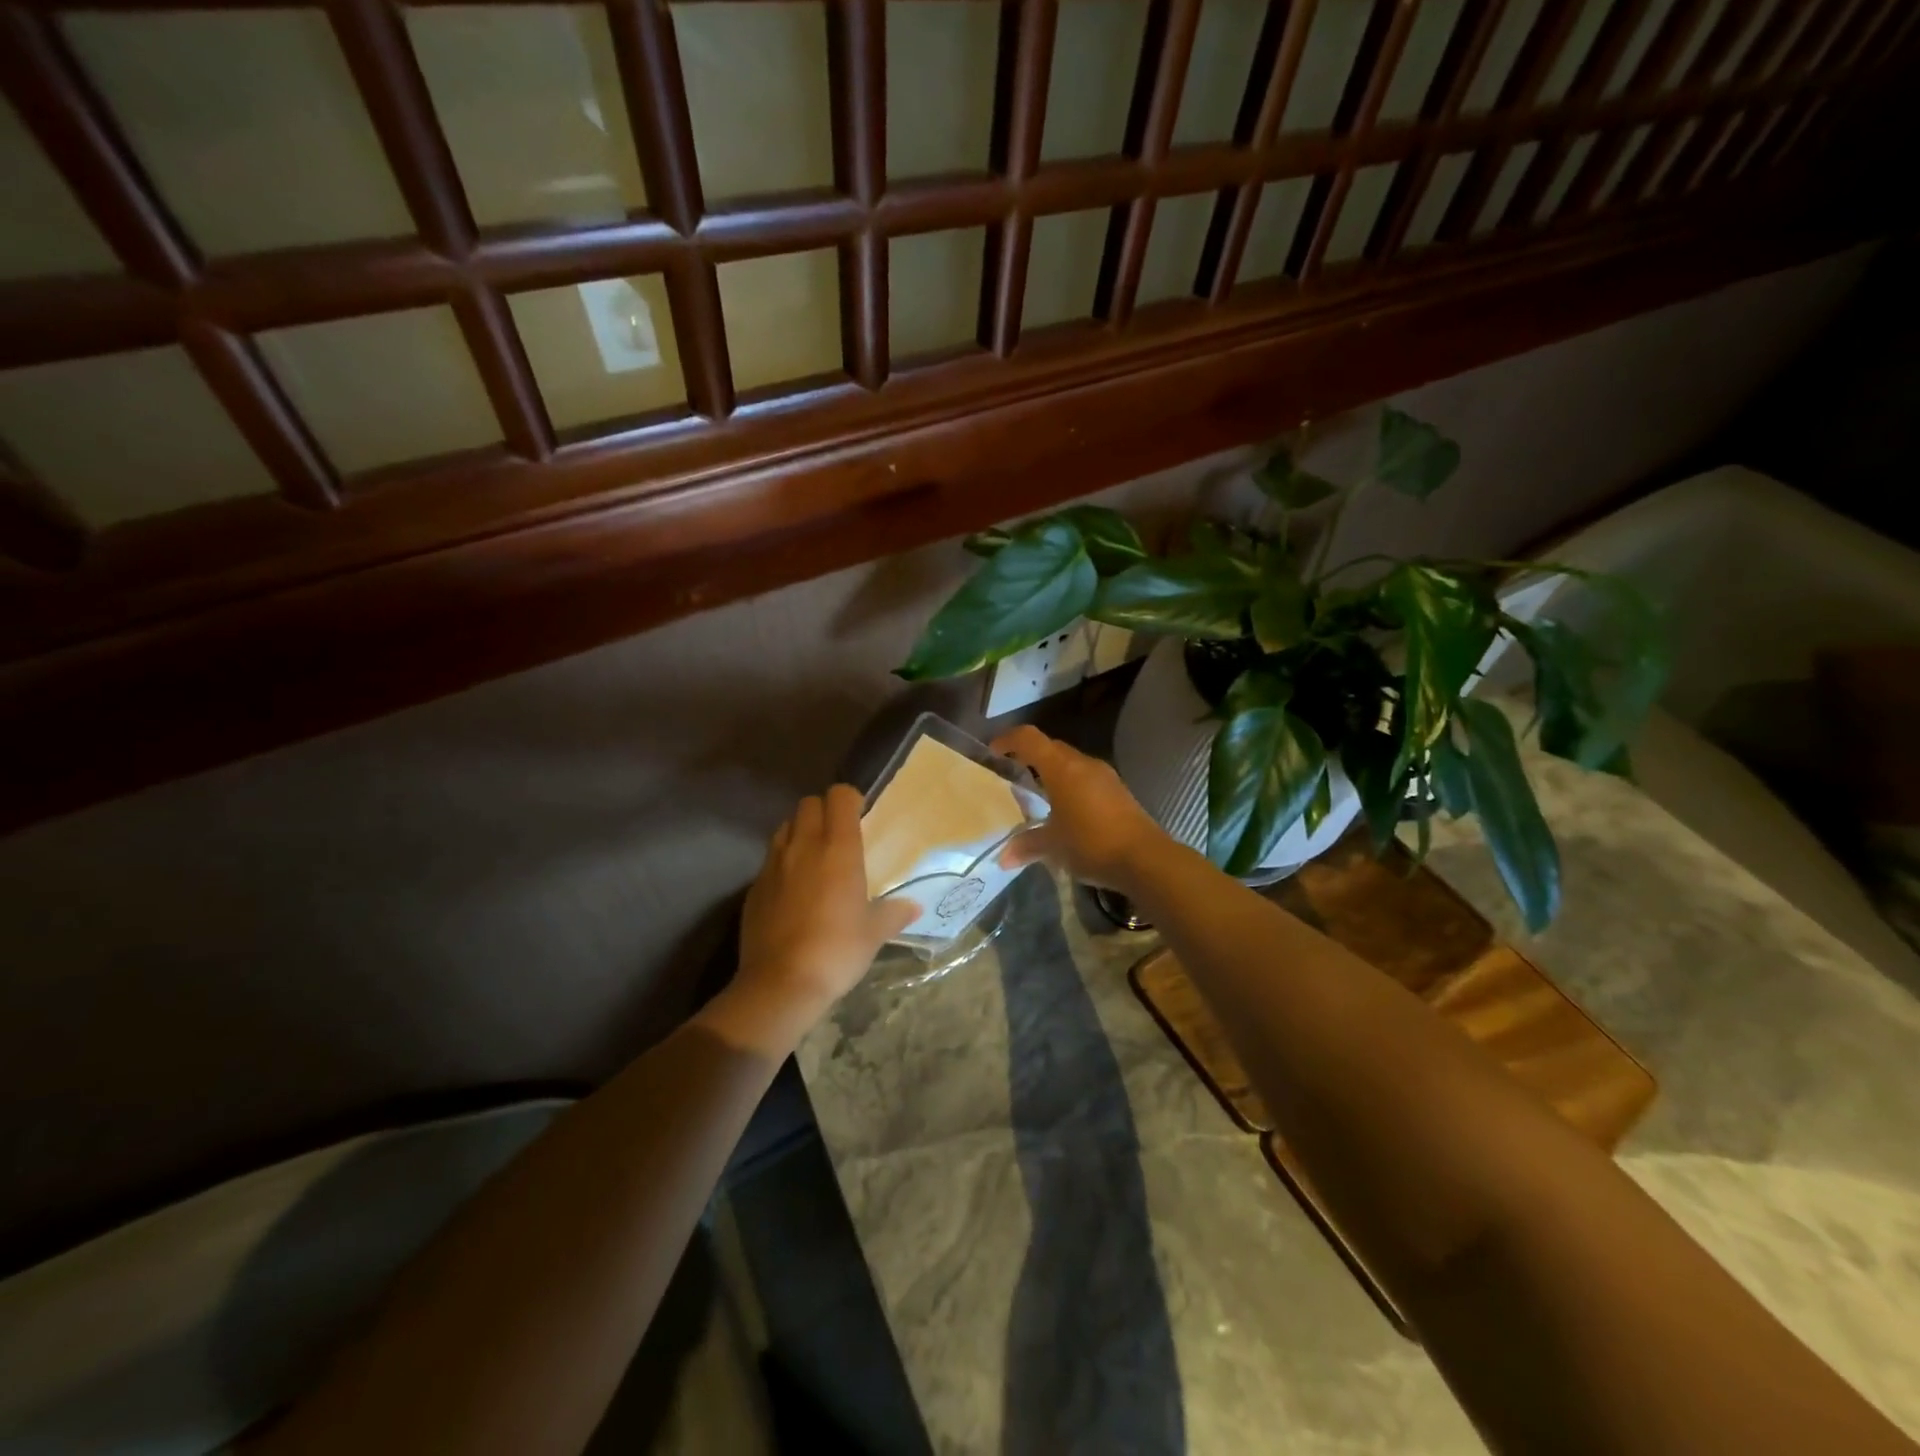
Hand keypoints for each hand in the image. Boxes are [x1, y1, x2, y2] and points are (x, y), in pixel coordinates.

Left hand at [735, 785, 916, 1022]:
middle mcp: (803, 846)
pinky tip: (792, 890)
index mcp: (838, 849)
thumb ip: (894, 914)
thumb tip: (914, 907)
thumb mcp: (873, 934)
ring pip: (785, 827)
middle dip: (824, 811)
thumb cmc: (837, 951)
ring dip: (800, 832)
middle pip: (808, 804)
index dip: (850, 799)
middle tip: (838, 835)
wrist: (780, 983)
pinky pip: (770, 859)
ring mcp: (773, 864)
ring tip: (813, 858)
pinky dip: (782, 862)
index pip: (839, 796)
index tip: (860, 815)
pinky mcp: (754, 886)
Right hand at [992, 727, 1167, 891]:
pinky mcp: (1119, 791)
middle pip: (1051, 747)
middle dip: (1031, 757)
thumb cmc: (1091, 843)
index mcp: (1061, 768)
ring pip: (1071, 763)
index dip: (1008, 739)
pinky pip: (1087, 778)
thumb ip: (1026, 846)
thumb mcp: (1053, 846)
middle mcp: (1083, 763)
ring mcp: (1105, 776)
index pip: (1029, 738)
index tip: (994, 751)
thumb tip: (1003, 858)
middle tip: (1014, 774)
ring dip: (1053, 772)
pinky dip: (1071, 786)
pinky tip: (1068, 811)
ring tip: (1040, 795)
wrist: (1145, 858)